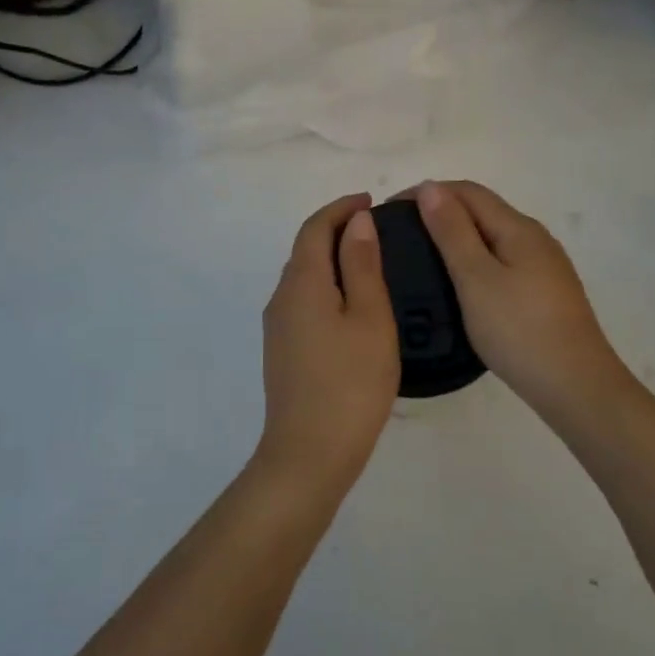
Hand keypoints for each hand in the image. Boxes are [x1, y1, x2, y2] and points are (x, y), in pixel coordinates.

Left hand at [256, 194, 399, 496]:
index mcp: (302, 283)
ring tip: (370, 262)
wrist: (309, 454)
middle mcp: (281, 298)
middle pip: (305, 250)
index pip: (314, 228)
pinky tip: (352, 305)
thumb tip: (357, 221)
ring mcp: (278, 328)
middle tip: (376, 229)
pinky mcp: (283, 352)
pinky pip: (304, 302)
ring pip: (304, 278)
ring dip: (332, 260)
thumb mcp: (370, 317)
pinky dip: (327, 287)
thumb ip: (363, 265)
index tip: (370, 200)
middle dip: (336, 230)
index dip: (340, 208)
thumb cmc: (350, 382)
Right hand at [407, 181, 633, 422]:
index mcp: (518, 228)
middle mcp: (535, 238)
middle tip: (401, 235)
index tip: (391, 211)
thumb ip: (452, 231)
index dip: (428, 192)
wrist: (576, 386)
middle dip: (440, 210)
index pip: (467, 191)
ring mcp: (544, 266)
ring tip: (422, 256)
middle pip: (482, 210)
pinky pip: (502, 260)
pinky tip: (459, 283)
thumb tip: (431, 187)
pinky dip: (474, 259)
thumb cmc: (518, 330)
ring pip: (492, 236)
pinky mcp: (545, 292)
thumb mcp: (476, 278)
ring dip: (456, 235)